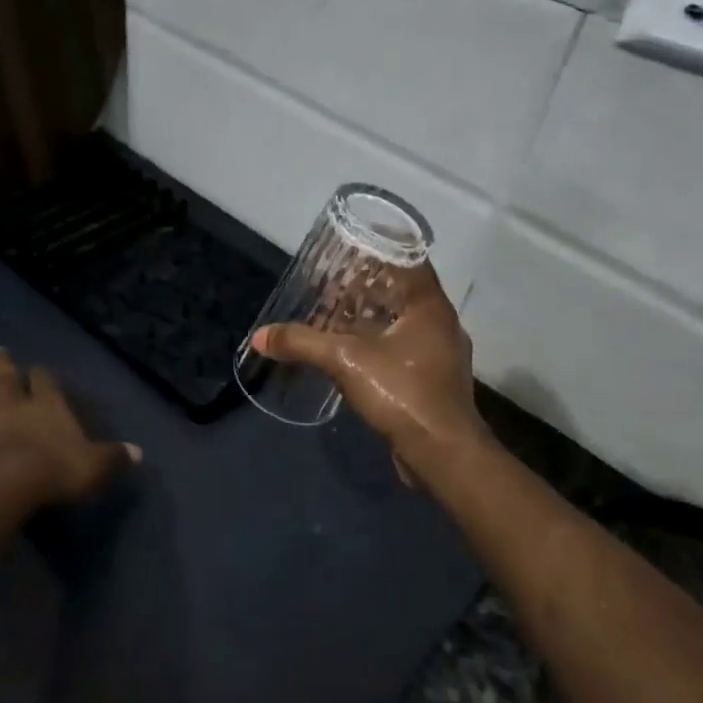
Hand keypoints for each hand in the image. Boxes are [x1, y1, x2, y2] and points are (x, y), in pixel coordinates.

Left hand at [0, 348, 139, 509]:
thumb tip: (138, 452)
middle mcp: (12, 405)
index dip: (43, 375)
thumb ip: (114, 457)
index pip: (46, 383)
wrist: (1, 485)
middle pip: (6, 378)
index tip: (38, 368)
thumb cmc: (54, 472)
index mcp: (47, 407)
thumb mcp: (95, 467)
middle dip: (2, 364)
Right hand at [250, 265, 491, 480]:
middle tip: (332, 284)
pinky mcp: (434, 382)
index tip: (350, 248)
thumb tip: (260, 336)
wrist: (442, 454)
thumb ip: (302, 343)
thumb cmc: (403, 393)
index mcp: (430, 306)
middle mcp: (441, 324)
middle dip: (368, 288)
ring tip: (336, 316)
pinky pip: (403, 350)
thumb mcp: (345, 361)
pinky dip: (379, 344)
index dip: (380, 250)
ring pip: (403, 324)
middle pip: (402, 292)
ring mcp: (440, 355)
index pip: (409, 260)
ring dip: (372, 319)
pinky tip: (352, 354)